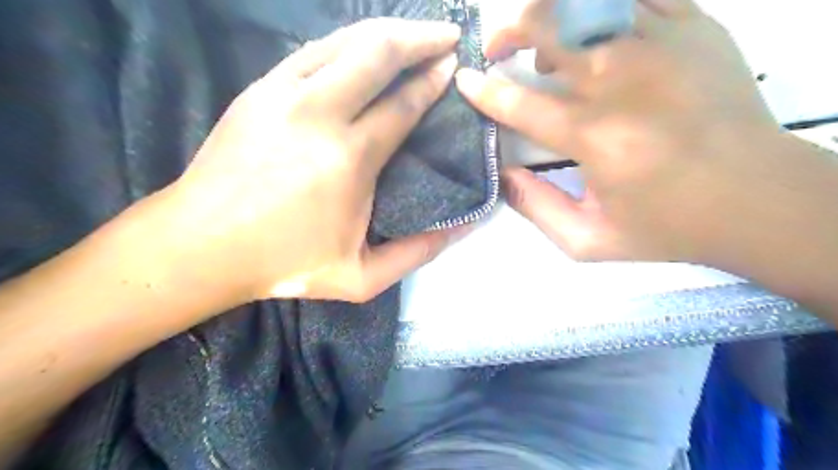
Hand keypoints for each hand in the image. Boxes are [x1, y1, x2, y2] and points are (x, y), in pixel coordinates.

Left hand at [150, 17, 464, 304]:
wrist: (201, 245)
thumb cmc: (284, 264)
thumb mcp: (361, 278)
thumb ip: (416, 253)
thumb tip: (460, 228)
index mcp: (348, 159)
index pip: (402, 104)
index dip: (433, 81)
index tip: (454, 66)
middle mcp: (318, 113)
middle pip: (377, 52)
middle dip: (420, 37)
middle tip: (447, 34)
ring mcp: (282, 94)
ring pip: (344, 41)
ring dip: (386, 32)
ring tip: (413, 33)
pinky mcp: (258, 90)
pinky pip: (313, 51)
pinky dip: (347, 43)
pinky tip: (362, 48)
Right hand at [452, 0, 786, 264]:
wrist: (758, 199)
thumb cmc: (667, 226)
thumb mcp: (588, 241)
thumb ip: (535, 208)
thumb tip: (502, 174)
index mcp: (594, 136)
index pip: (518, 102)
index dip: (483, 90)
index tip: (464, 81)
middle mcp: (621, 80)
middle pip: (547, 26)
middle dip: (508, 31)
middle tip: (498, 50)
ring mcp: (662, 44)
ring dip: (552, 14)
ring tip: (546, 43)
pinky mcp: (694, 27)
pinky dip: (602, 4)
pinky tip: (596, 28)